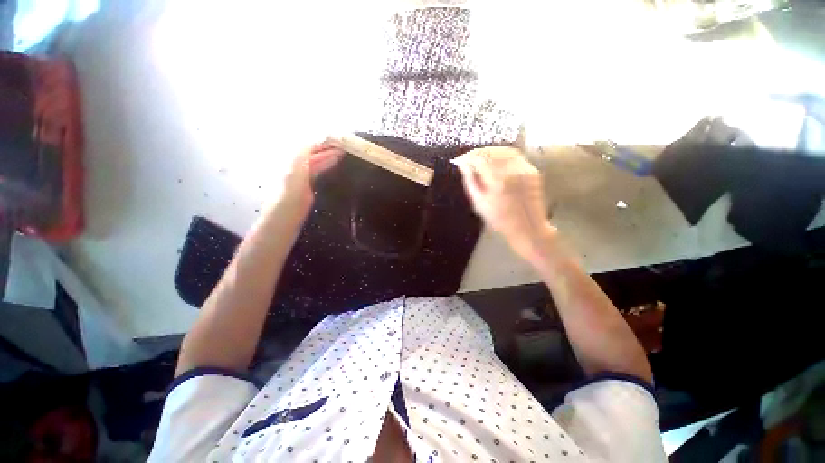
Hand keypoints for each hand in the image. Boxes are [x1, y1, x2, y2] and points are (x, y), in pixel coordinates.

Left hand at [267, 143, 344, 220]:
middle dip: (326, 146)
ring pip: (316, 160)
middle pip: (311, 150)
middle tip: (343, 143)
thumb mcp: (294, 171)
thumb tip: (315, 137)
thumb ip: (303, 153)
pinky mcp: (307, 185)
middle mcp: (293, 163)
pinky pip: (318, 170)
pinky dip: (327, 164)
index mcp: (287, 158)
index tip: (335, 136)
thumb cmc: (287, 196)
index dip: (320, 139)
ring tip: (343, 150)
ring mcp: (300, 174)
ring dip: (329, 154)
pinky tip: (335, 161)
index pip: (305, 144)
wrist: (285, 219)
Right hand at [454, 147, 554, 258]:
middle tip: (469, 158)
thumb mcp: (479, 203)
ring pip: (505, 151)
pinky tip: (495, 161)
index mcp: (497, 181)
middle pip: (492, 152)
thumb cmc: (499, 219)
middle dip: (478, 152)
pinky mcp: (532, 170)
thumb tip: (463, 165)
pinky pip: (515, 156)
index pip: (480, 158)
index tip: (460, 160)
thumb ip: (470, 181)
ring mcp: (525, 169)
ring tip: (480, 157)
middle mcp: (512, 171)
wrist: (528, 227)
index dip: (468, 157)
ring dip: (491, 151)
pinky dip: (502, 155)